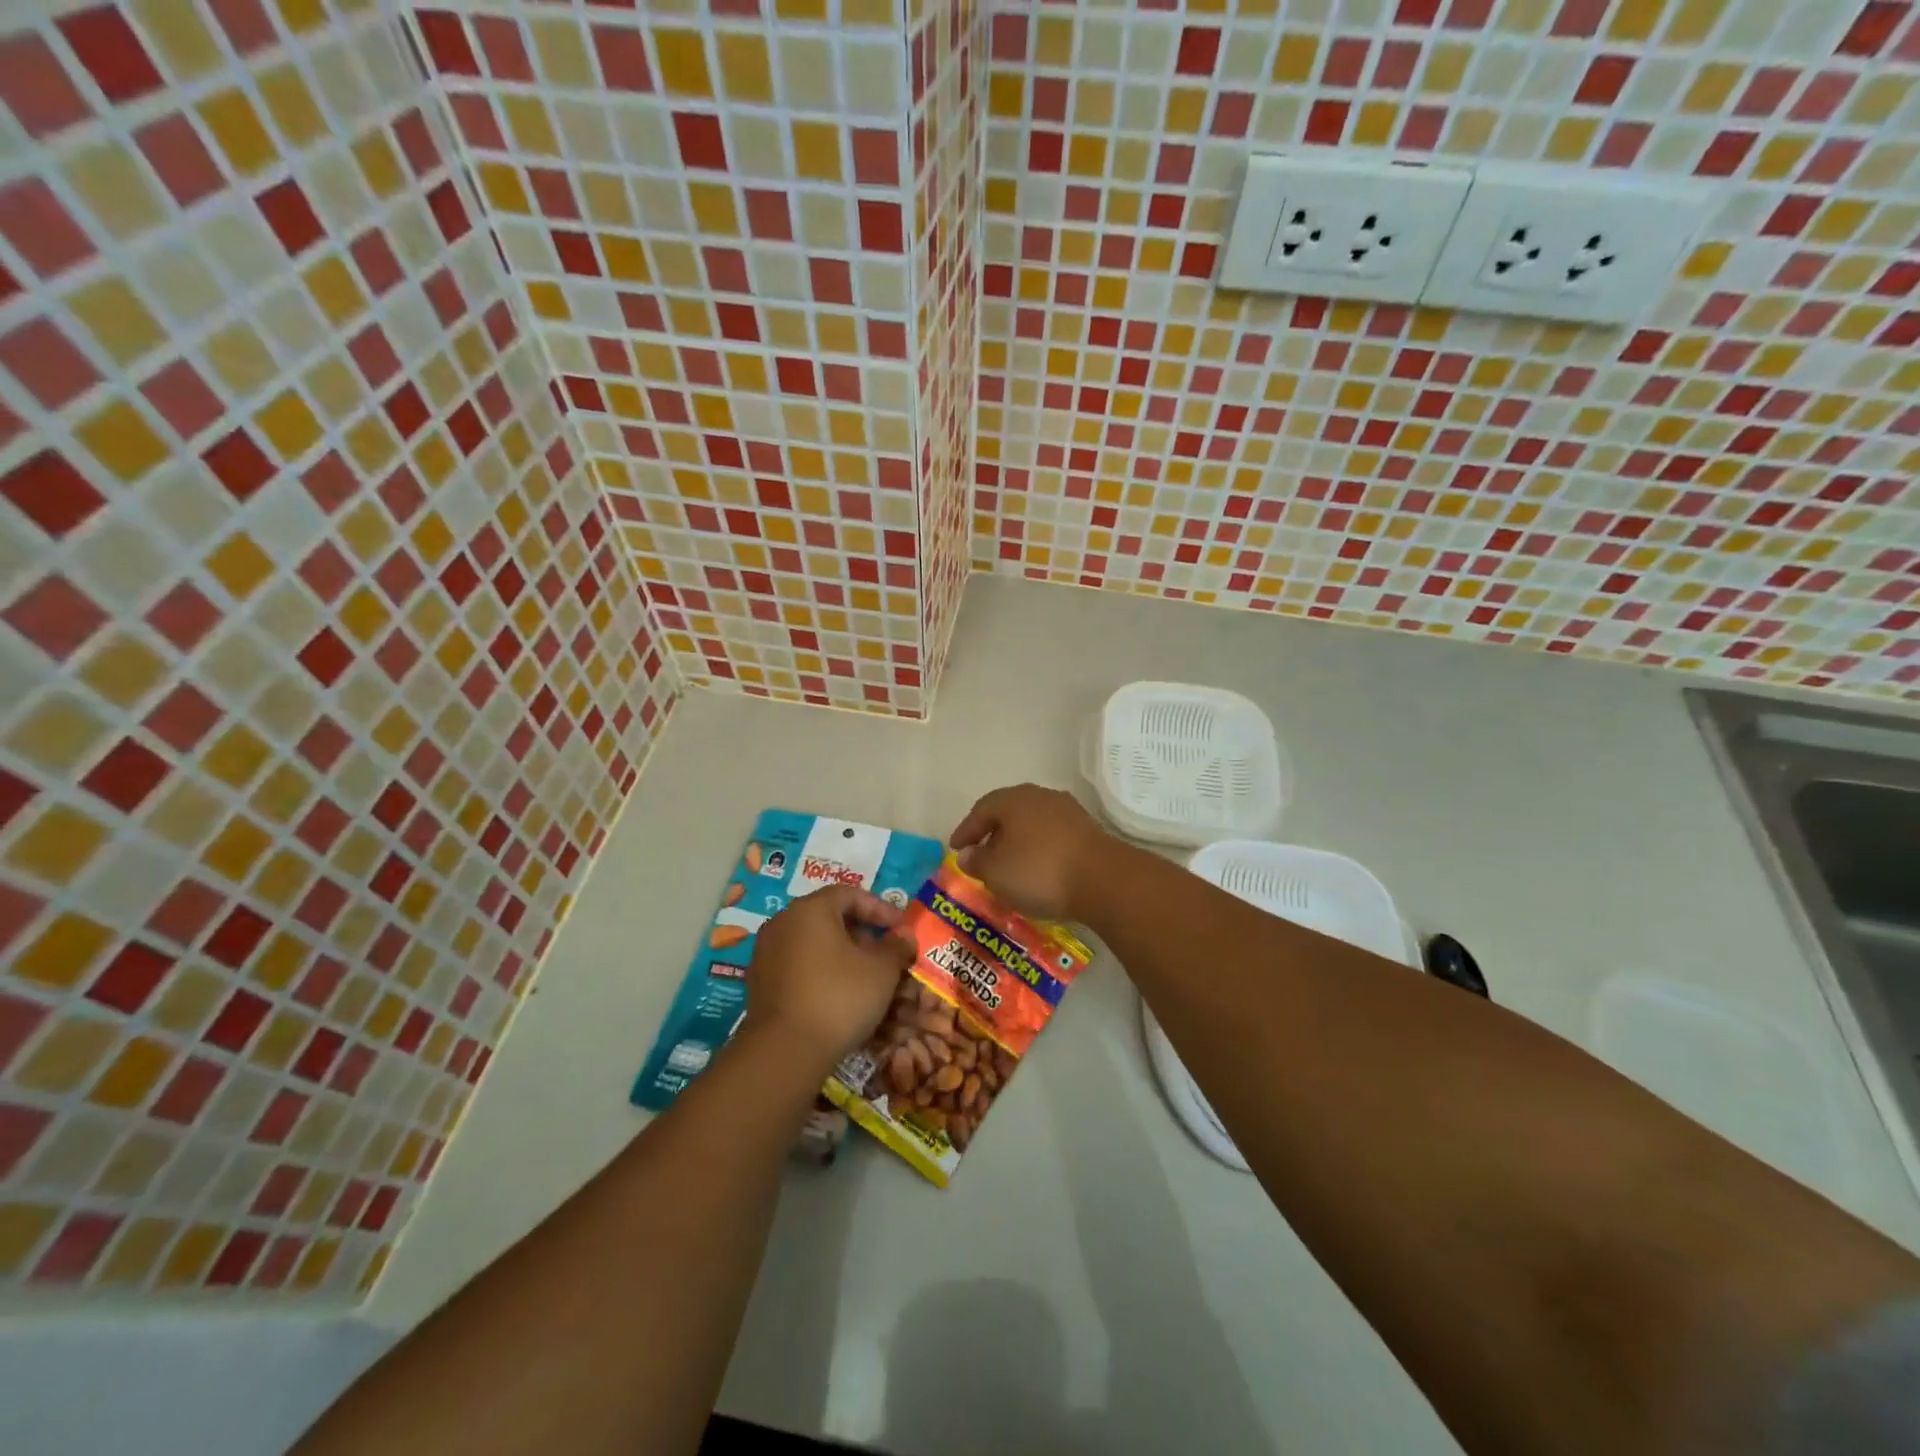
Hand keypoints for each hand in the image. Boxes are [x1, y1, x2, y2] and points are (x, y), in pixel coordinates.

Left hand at [746, 885, 914, 1066]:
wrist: (785, 1051)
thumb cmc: (839, 997)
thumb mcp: (881, 971)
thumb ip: (896, 947)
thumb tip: (905, 936)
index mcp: (810, 909)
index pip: (849, 894)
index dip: (880, 908)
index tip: (900, 927)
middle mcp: (782, 922)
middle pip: (828, 916)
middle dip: (861, 931)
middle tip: (885, 951)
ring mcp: (766, 953)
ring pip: (811, 942)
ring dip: (840, 952)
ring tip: (865, 974)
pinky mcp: (759, 982)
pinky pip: (797, 964)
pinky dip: (820, 970)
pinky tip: (838, 993)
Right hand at [948, 784, 1113, 921]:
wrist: (1103, 879)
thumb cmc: (1039, 871)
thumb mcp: (996, 872)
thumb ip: (977, 861)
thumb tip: (967, 854)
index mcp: (1013, 800)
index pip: (981, 809)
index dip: (966, 829)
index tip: (955, 848)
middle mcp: (1040, 796)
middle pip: (1009, 811)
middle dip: (993, 832)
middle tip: (981, 852)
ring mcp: (1068, 811)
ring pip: (1033, 823)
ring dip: (1018, 841)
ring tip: (1010, 863)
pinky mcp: (1088, 830)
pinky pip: (1053, 836)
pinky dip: (1040, 849)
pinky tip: (1038, 868)